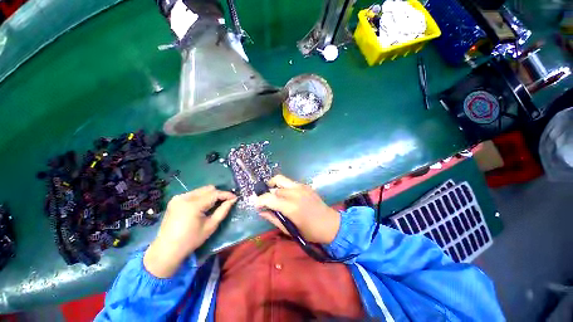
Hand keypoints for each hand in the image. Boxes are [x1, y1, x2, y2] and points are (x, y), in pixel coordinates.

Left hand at [144, 186, 236, 277]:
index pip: (215, 194)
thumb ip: (223, 210)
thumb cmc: (191, 240)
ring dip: (210, 195)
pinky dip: (202, 197)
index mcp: (193, 205)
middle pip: (208, 189)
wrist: (166, 249)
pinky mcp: (175, 200)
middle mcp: (185, 197)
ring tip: (215, 204)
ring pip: (201, 190)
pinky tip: (203, 206)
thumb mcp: (211, 226)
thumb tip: (233, 200)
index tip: (235, 198)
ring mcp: (178, 197)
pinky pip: (194, 193)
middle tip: (225, 201)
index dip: (226, 194)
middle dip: (219, 194)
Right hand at [255, 175, 339, 243]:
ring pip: (281, 180)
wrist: (330, 224)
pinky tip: (285, 195)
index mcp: (291, 207)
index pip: (269, 198)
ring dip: (274, 187)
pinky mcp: (305, 185)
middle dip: (267, 194)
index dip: (260, 200)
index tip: (257, 205)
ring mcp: (301, 187)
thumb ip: (273, 218)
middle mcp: (295, 193)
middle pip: (274, 188)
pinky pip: (289, 182)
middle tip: (266, 202)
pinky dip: (283, 186)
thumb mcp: (289, 230)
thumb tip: (261, 211)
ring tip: (273, 195)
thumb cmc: (310, 232)